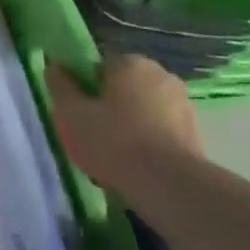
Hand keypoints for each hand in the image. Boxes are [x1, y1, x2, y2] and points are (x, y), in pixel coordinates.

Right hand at [44, 55, 201, 196]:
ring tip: (109, 154)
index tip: (73, 111)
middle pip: (120, 86)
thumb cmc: (113, 142)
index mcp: (131, 63)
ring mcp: (182, 104)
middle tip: (88, 132)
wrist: (169, 186)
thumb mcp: (70, 113)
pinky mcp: (194, 132)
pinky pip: (157, 129)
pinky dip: (144, 141)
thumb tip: (55, 66)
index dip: (81, 87)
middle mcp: (161, 75)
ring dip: (125, 124)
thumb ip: (59, 85)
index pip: (96, 66)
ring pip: (140, 109)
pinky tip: (132, 164)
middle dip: (105, 105)